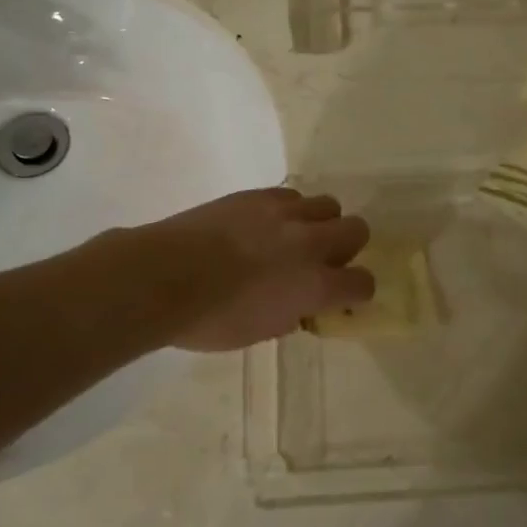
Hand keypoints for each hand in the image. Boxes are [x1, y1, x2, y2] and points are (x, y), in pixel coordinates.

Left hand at [139, 188, 373, 351]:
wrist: (164, 277)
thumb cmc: (211, 320)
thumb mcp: (260, 331)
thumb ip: (291, 314)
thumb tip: (300, 304)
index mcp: (315, 285)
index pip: (362, 283)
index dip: (355, 291)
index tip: (340, 297)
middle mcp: (310, 243)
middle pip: (358, 229)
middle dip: (347, 247)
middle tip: (322, 262)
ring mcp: (284, 213)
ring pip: (328, 205)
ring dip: (320, 223)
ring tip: (293, 238)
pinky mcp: (257, 195)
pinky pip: (291, 196)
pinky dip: (288, 211)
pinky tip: (265, 225)